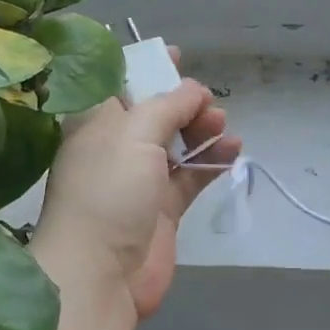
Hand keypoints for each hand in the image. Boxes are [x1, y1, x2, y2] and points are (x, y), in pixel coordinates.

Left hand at [33, 58, 238, 317]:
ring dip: (202, 129)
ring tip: (222, 124)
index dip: (145, 67)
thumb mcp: (134, 134)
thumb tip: (194, 90)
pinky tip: (234, 149)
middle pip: (155, 113)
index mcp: (95, 123)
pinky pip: (192, 175)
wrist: (100, 274)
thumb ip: (168, 105)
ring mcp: (141, 180)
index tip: (176, 55)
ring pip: (177, 143)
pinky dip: (212, 160)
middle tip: (207, 103)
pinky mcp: (164, 209)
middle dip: (183, 101)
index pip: (119, 84)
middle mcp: (116, 147)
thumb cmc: (108, 191)